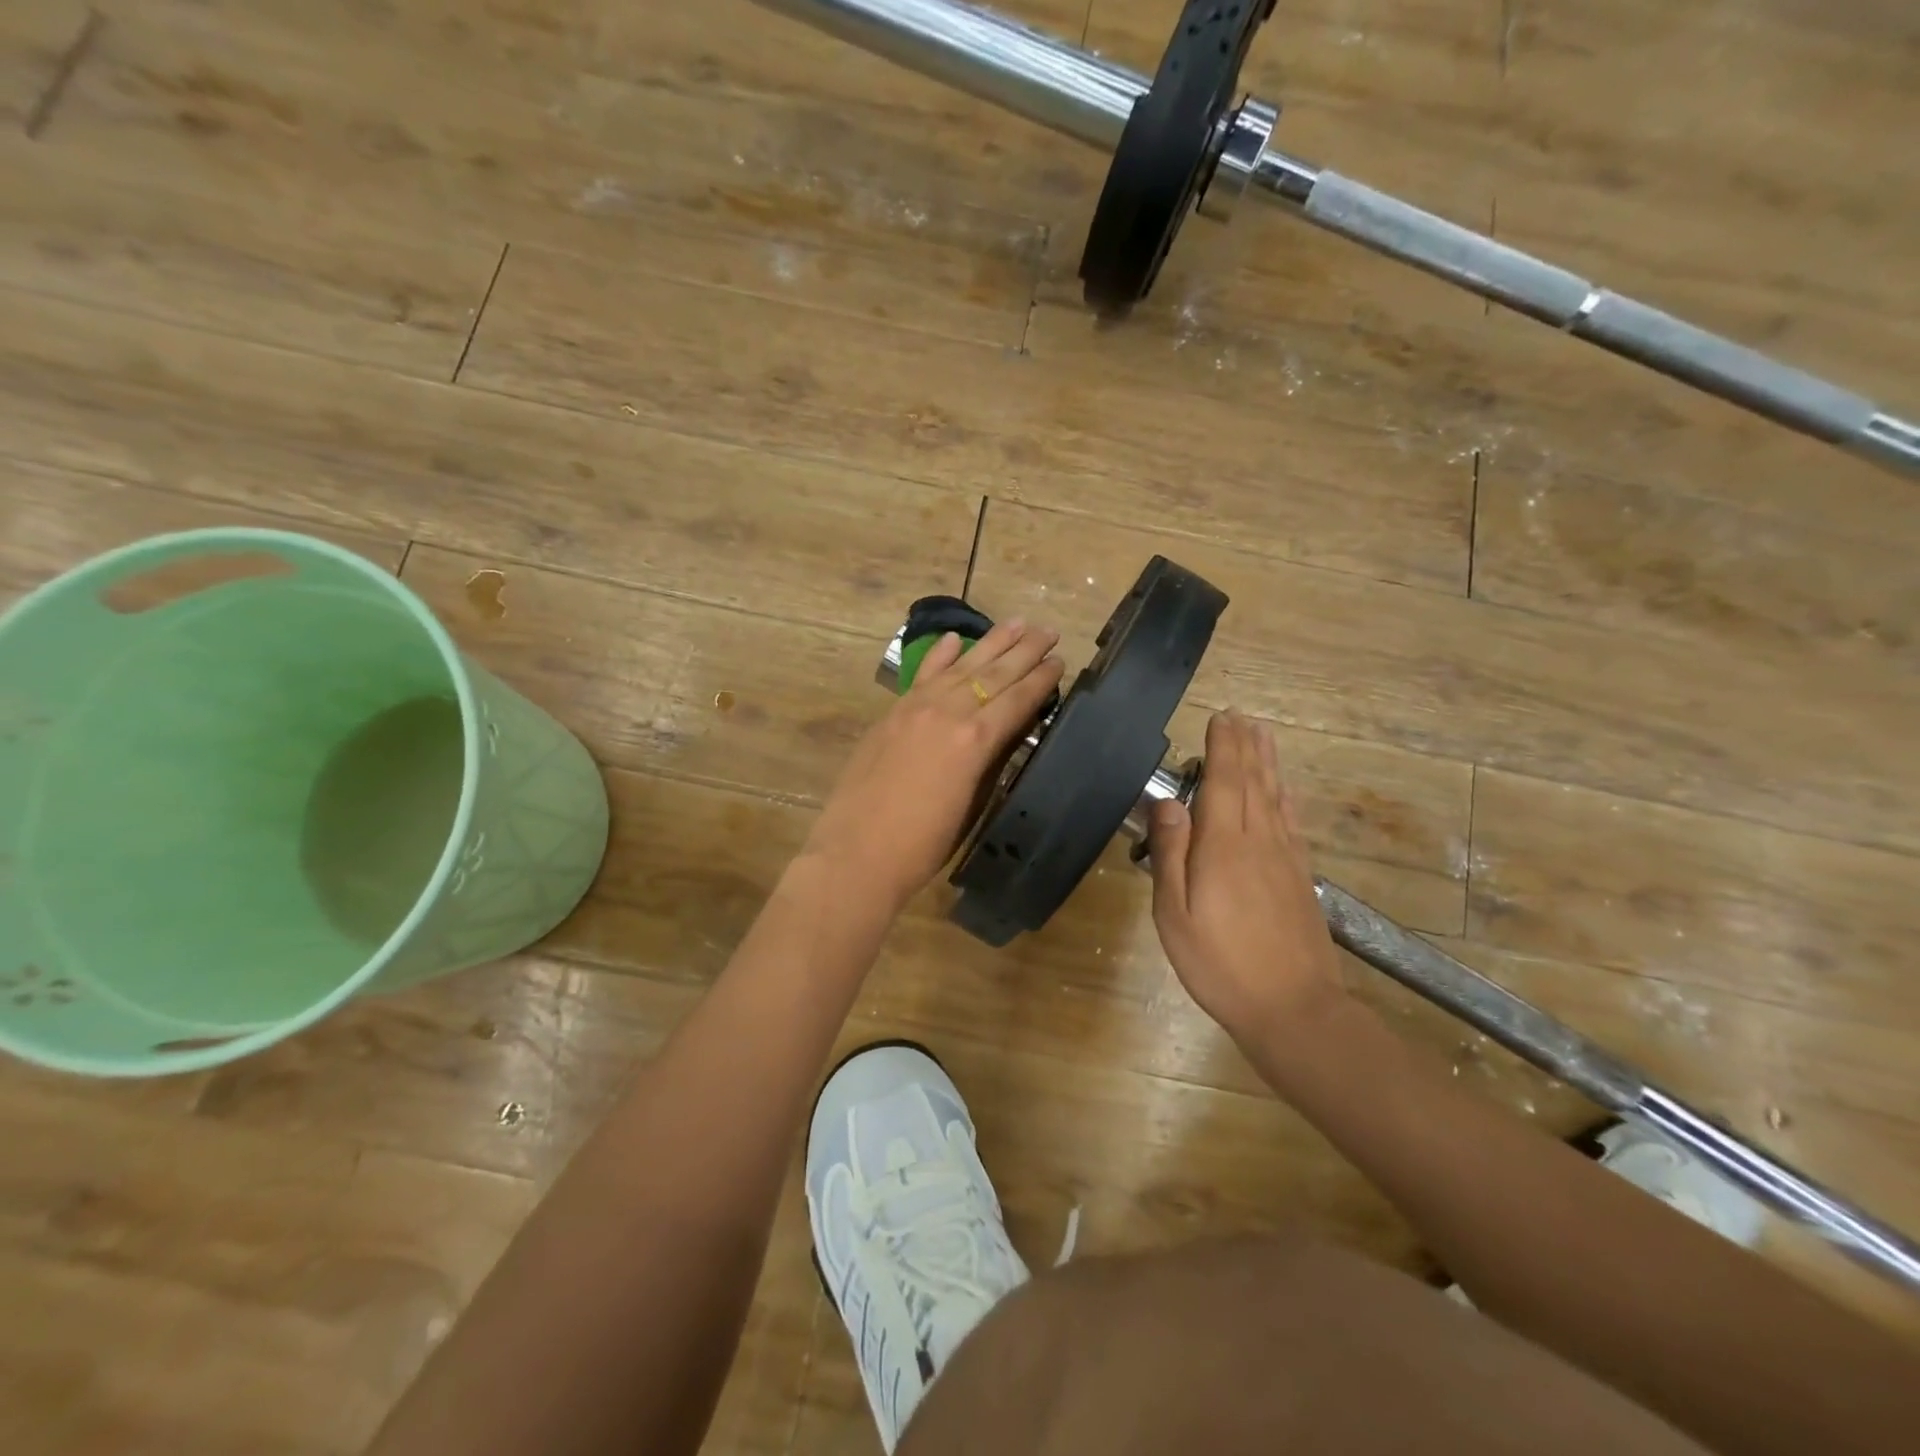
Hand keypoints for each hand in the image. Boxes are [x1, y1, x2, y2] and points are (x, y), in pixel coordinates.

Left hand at [806, 619, 1064, 913]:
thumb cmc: (923, 845)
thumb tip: (1006, 734)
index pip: (1018, 700)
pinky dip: (940, 656)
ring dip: (991, 643)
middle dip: (1024, 650)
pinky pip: (923, 676)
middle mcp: (949, 712)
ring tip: (1016, 622)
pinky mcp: (892, 714)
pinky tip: (955, 638)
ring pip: (961, 666)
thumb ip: (990, 762)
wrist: (858, 854)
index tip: (1059, 660)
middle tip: (1047, 630)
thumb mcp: (971, 805)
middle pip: (994, 674)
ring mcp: (917, 708)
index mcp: (976, 740)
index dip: (1041, 680)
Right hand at [1148, 710, 1347, 1047]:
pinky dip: (1286, 798)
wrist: (1294, 1009)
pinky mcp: (1300, 878)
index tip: (1220, 717)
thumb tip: (1169, 803)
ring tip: (1264, 735)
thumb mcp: (1176, 914)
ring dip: (1268, 763)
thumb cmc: (1220, 964)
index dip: (1222, 747)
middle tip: (1241, 716)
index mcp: (1224, 846)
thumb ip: (1171, 854)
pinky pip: (1292, 823)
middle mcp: (1259, 841)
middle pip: (1252, 781)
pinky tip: (1284, 791)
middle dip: (1244, 746)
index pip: (1223, 781)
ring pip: (1275, 797)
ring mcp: (1285, 858)